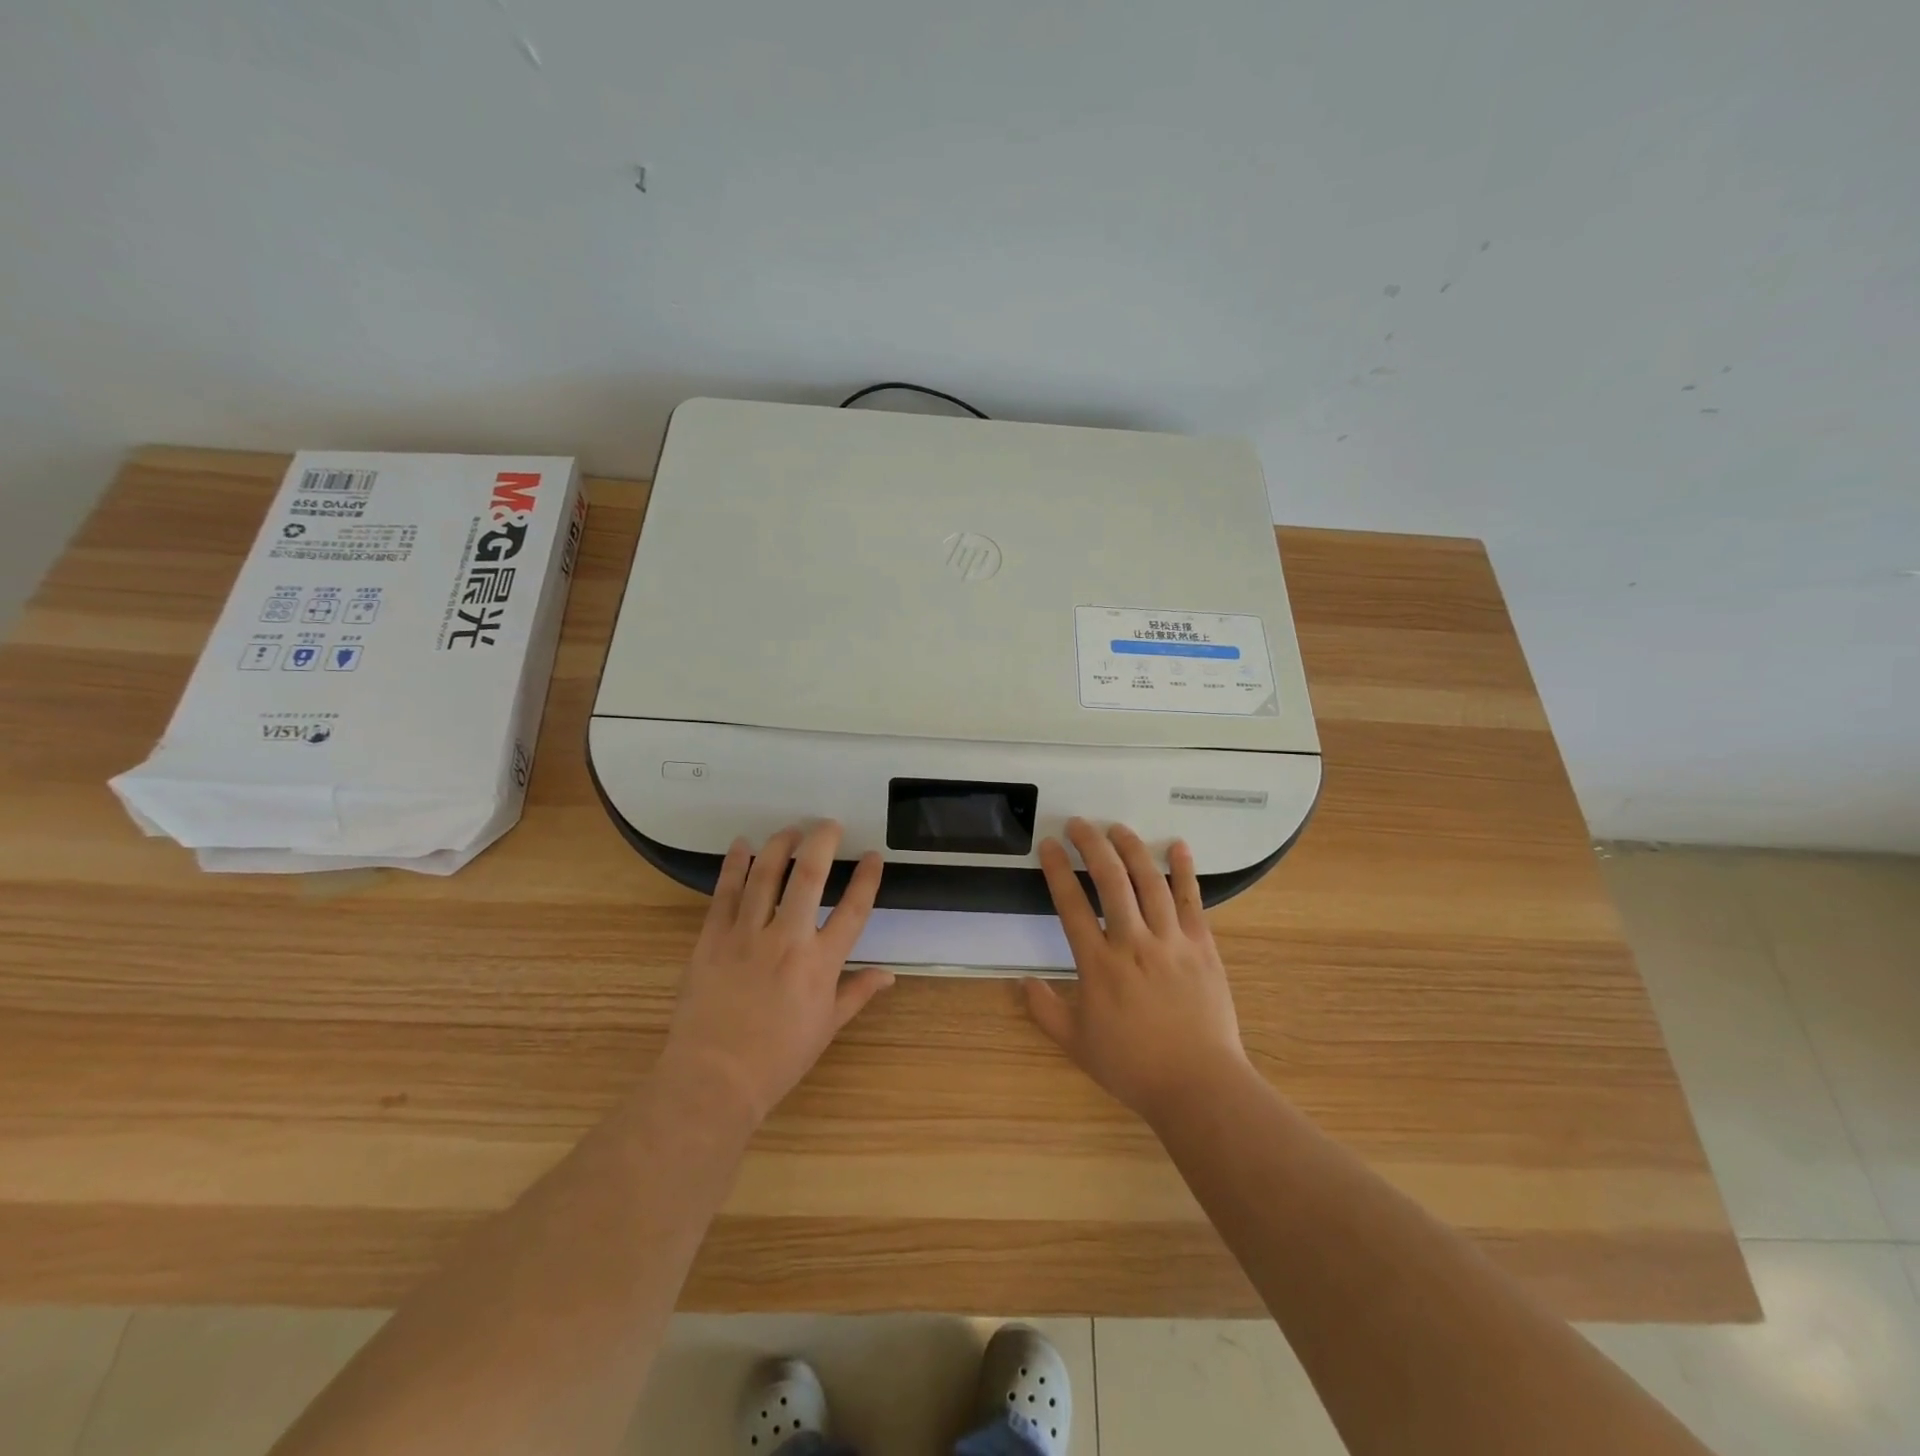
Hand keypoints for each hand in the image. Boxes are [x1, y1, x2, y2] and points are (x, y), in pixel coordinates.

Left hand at [660, 822, 892, 1127]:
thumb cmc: (777, 1059)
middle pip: (809, 876)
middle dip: (822, 842)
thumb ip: (857, 994)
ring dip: (779, 846)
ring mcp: (746, 935)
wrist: (713, 1079)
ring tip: (790, 830)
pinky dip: (734, 865)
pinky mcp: (712, 938)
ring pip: (765, 875)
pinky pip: (725, 892)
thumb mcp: (826, 1028)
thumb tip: (889, 975)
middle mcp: (787, 939)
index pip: (854, 909)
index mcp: (821, 963)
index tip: (872, 856)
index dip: (867, 878)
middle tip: (828, 825)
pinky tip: (741, 846)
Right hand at [1025, 818, 1251, 1121]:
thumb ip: (1045, 1010)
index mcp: (1099, 966)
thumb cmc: (1133, 1067)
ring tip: (1117, 828)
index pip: (1071, 905)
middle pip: (1111, 881)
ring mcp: (1171, 942)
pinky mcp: (1202, 946)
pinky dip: (1185, 871)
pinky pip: (1192, 901)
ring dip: (1132, 849)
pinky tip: (1178, 846)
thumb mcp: (1077, 1044)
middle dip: (1092, 846)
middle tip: (1080, 824)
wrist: (1198, 1085)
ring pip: (1150, 882)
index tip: (1049, 845)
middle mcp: (1133, 943)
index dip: (1057, 870)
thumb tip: (1021, 982)